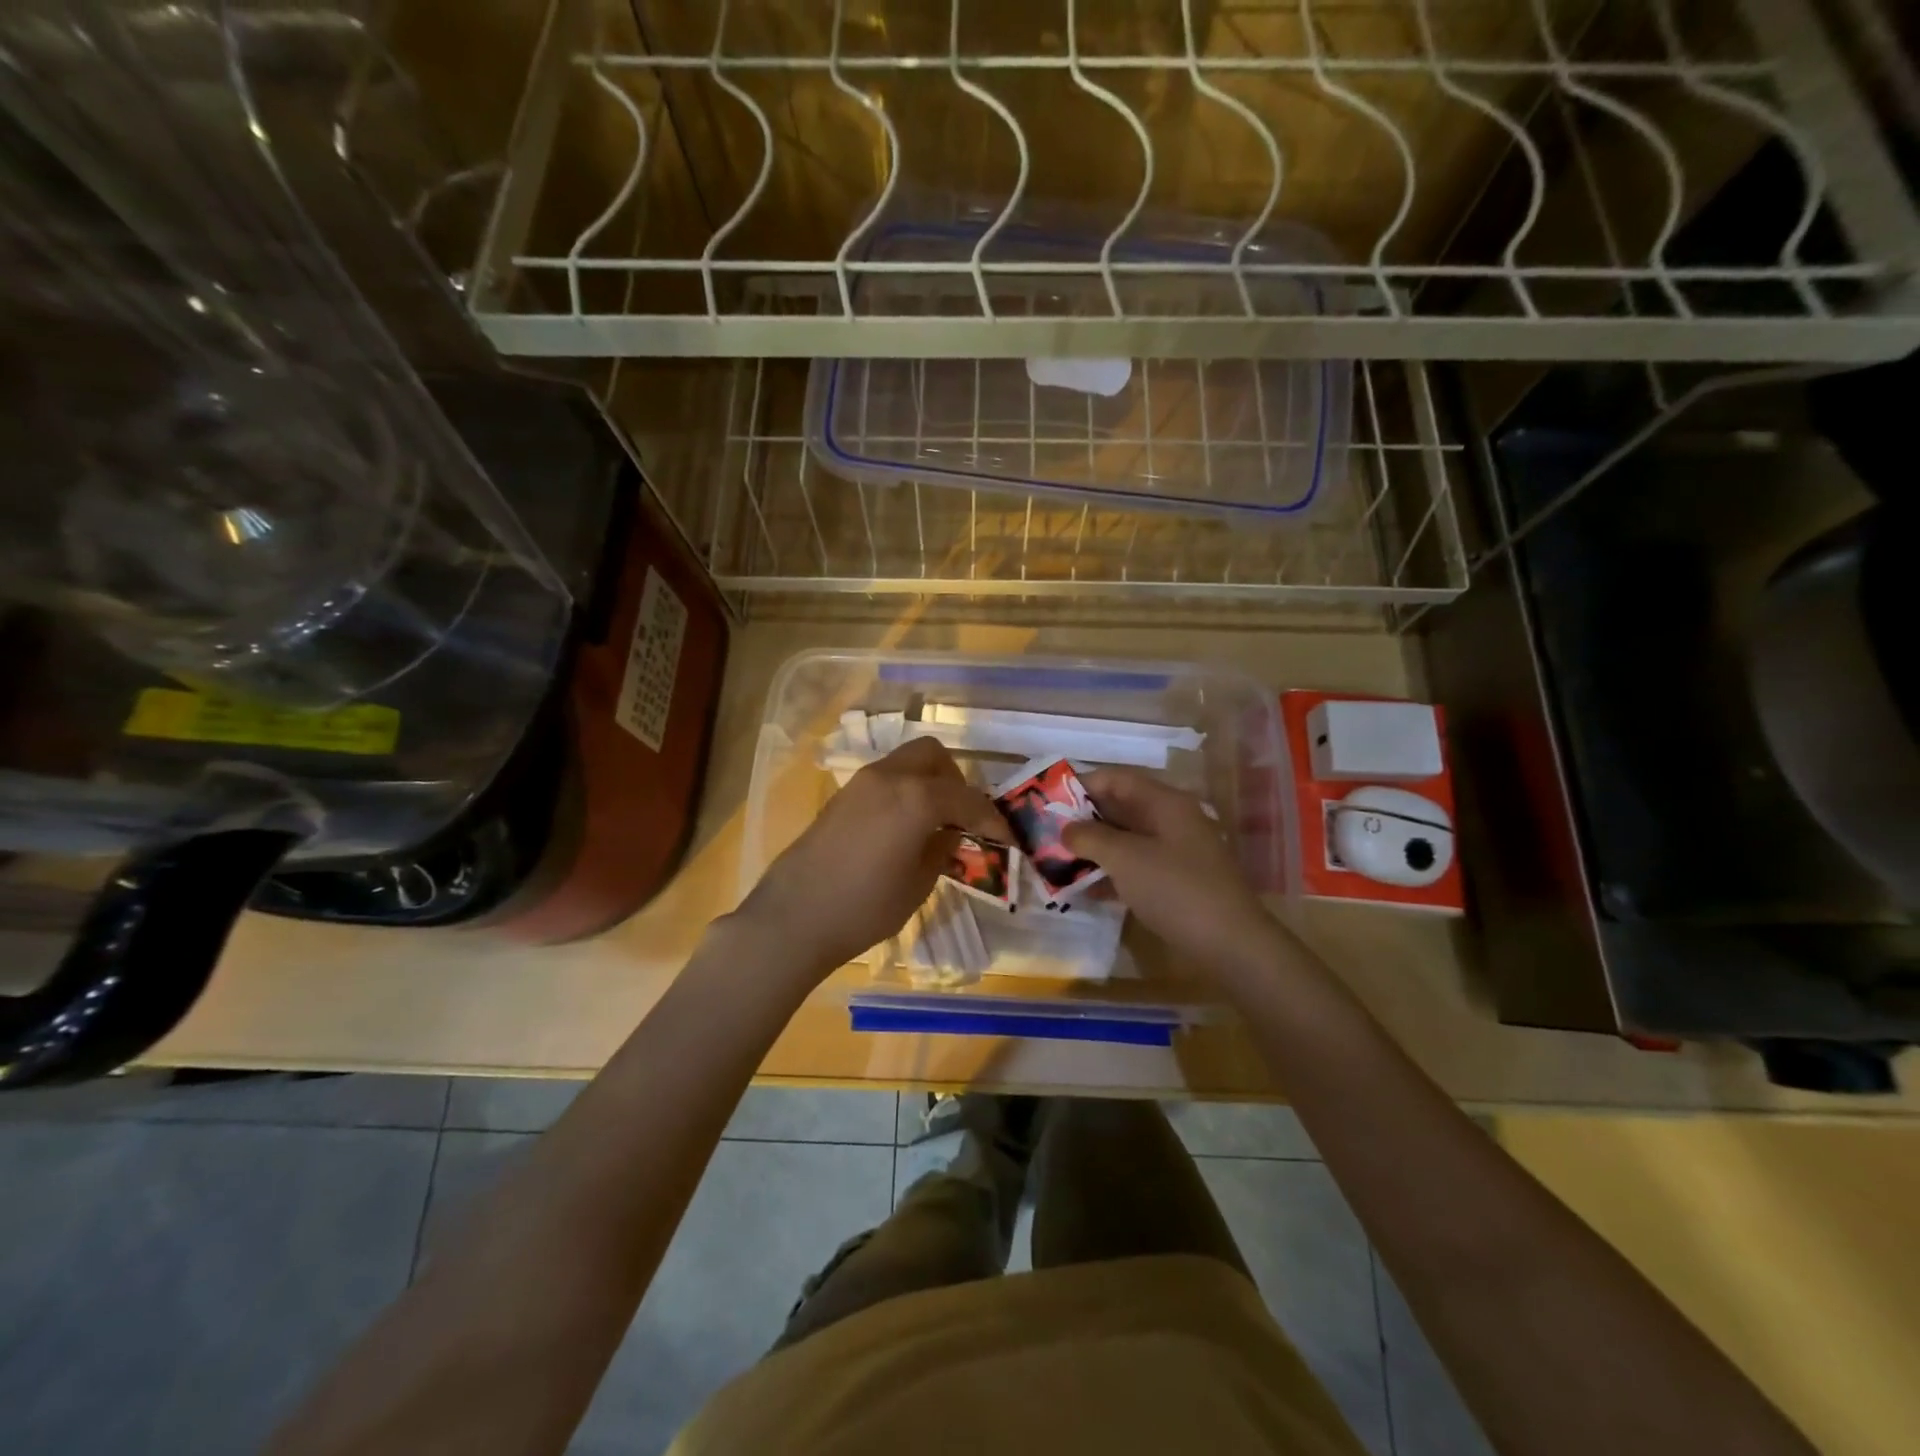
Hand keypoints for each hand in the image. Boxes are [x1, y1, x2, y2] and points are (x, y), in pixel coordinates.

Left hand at [733, 737, 1008, 983]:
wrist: (793, 917)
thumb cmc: (864, 907)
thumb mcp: (918, 884)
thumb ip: (941, 849)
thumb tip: (952, 833)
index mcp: (915, 798)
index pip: (966, 798)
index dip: (991, 818)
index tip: (1004, 837)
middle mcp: (888, 777)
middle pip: (932, 756)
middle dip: (955, 781)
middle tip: (962, 817)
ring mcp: (860, 783)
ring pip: (905, 763)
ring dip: (927, 783)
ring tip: (934, 823)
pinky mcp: (840, 797)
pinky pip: (884, 780)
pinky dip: (904, 791)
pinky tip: (904, 828)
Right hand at [1064, 768, 1284, 984]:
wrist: (1231, 944)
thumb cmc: (1175, 889)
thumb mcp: (1126, 858)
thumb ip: (1091, 838)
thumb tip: (1066, 829)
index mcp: (1164, 803)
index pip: (1116, 779)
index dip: (1081, 785)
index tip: (1047, 800)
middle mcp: (1170, 820)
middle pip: (1119, 809)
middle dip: (1082, 820)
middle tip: (1046, 833)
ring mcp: (1175, 852)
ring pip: (1125, 840)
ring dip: (1093, 849)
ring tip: (1056, 861)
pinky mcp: (1175, 882)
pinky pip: (1135, 868)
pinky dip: (1110, 874)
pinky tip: (1083, 890)